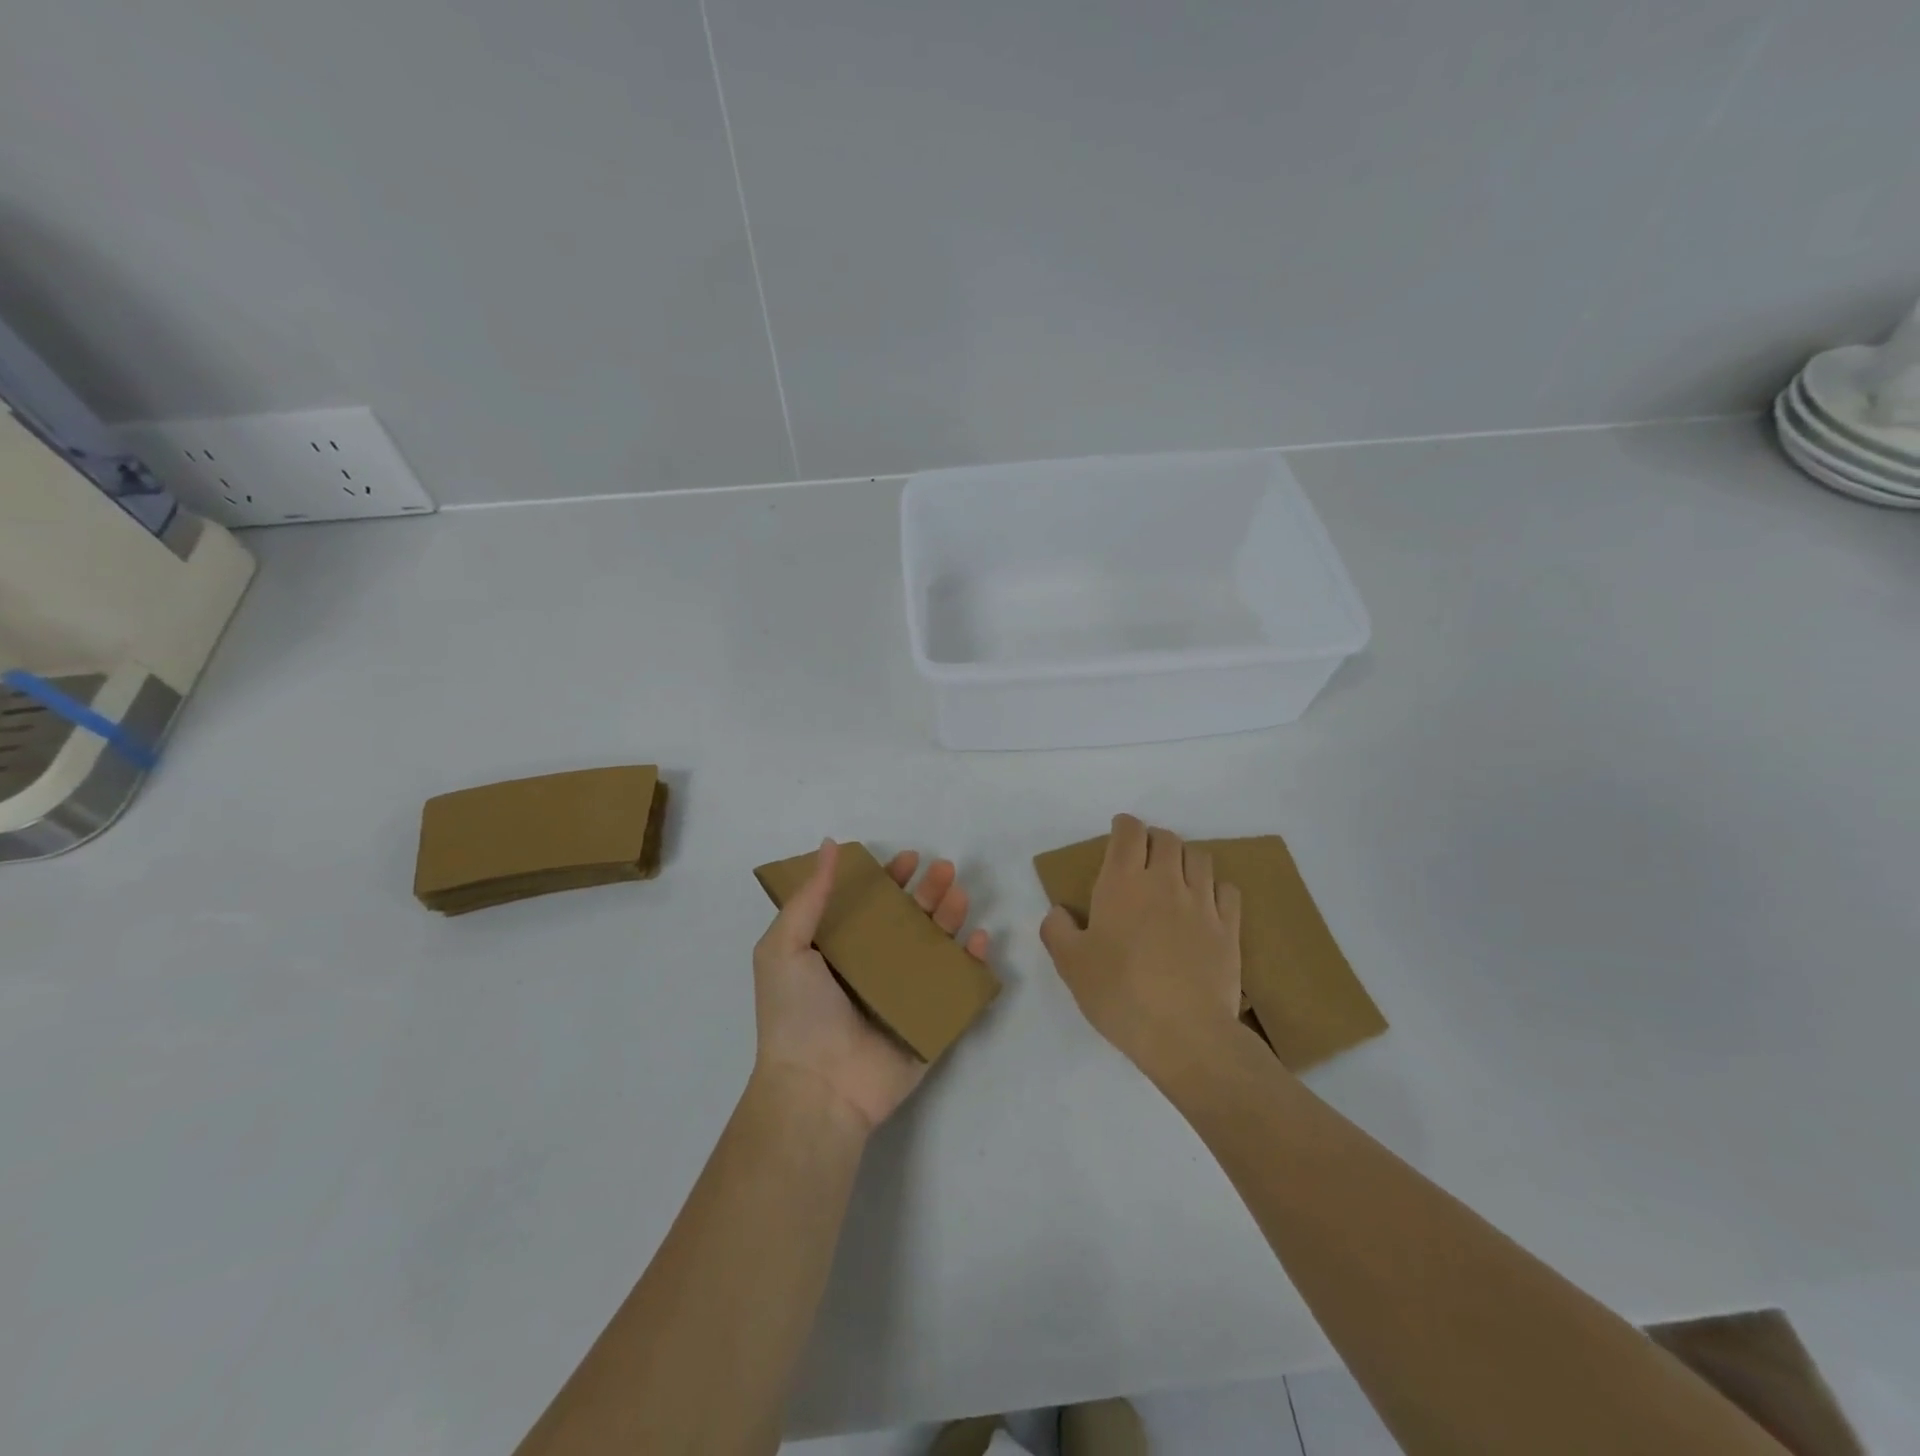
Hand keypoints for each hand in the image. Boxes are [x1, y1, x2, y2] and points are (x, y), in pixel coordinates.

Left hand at [753, 840, 990, 1132]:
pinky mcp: (930, 1021)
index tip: (909, 859)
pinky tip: (980, 940)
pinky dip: (973, 964)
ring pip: (937, 947)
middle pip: (910, 921)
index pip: (872, 905)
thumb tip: (830, 844)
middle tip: (945, 869)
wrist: (818, 1087)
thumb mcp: (784, 947)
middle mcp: (875, 969)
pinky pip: (958, 988)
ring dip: (951, 918)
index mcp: (841, 950)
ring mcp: (905, 995)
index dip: (890, 879)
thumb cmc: (797, 1014)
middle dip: (929, 892)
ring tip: (960, 896)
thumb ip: (810, 896)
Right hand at [1040, 814, 1242, 1076]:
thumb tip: (1058, 911)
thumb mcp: (1070, 965)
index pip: (1129, 832)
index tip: (1118, 833)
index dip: (1124, 826)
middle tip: (1143, 859)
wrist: (1184, 1033)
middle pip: (1166, 838)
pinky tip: (1206, 904)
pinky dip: (1215, 887)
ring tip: (1175, 877)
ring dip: (1184, 858)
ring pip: (1199, 857)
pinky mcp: (1229, 928)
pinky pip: (1227, 889)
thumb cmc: (1119, 994)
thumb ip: (1056, 930)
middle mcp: (1164, 881)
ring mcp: (1202, 903)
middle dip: (1153, 840)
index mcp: (1123, 883)